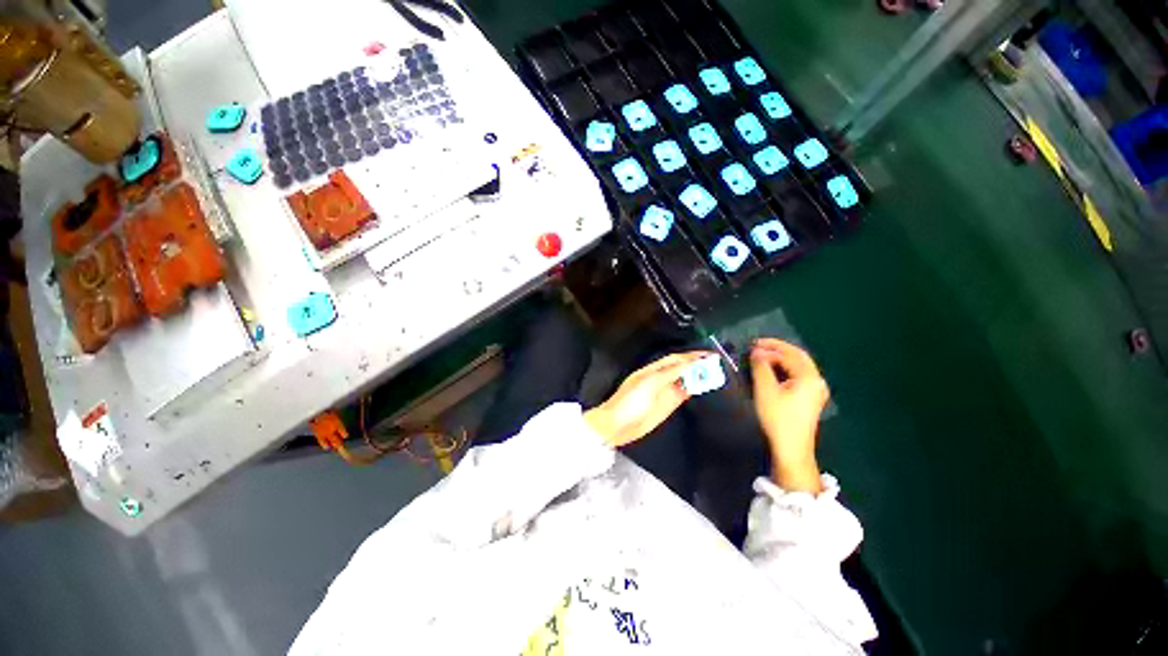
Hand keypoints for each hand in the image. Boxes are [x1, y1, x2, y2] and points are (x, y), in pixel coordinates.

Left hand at [585, 352, 708, 447]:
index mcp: (653, 369)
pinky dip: (694, 389)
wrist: (617, 426)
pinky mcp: (668, 405)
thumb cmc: (630, 402)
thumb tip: (689, 363)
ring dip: (698, 376)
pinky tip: (705, 386)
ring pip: (684, 380)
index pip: (676, 359)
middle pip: (682, 368)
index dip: (692, 356)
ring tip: (716, 372)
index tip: (710, 354)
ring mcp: (665, 392)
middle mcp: (660, 378)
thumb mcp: (649, 384)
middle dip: (697, 364)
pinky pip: (684, 393)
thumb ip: (670, 373)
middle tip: (717, 362)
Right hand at [750, 339, 829, 493]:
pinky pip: (798, 374)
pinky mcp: (810, 398)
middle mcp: (817, 380)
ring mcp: (816, 390)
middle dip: (778, 348)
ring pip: (799, 365)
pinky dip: (785, 367)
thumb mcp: (765, 390)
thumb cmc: (778, 417)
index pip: (788, 355)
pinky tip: (773, 368)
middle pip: (798, 356)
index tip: (751, 346)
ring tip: (762, 354)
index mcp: (809, 377)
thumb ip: (761, 367)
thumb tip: (757, 352)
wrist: (791, 448)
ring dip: (781, 357)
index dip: (769, 348)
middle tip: (758, 344)